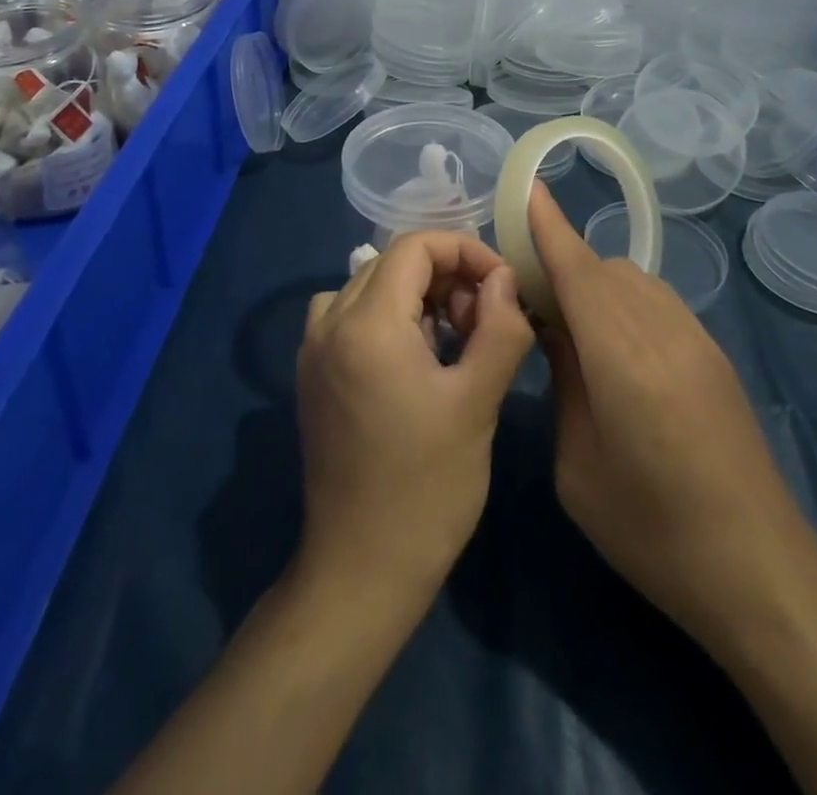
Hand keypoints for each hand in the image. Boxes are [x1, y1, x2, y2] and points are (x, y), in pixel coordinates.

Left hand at [296, 232, 533, 604]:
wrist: (361, 570)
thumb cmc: (427, 487)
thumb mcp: (477, 401)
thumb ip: (500, 326)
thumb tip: (504, 279)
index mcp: (366, 323)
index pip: (415, 246)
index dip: (465, 251)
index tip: (501, 285)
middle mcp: (329, 324)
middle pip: (392, 263)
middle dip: (446, 277)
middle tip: (482, 321)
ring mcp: (312, 350)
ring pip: (371, 286)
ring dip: (418, 297)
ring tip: (454, 340)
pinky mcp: (312, 375)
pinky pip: (351, 317)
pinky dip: (389, 318)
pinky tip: (416, 361)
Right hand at [527, 185, 816, 654]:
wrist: (759, 571)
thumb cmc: (652, 532)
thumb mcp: (579, 467)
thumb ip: (565, 383)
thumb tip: (556, 332)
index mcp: (624, 360)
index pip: (580, 273)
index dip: (552, 228)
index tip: (531, 189)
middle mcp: (664, 333)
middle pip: (606, 270)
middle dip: (566, 265)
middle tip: (531, 299)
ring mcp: (698, 341)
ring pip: (636, 280)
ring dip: (598, 284)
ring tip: (573, 326)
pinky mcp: (716, 357)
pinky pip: (660, 302)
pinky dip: (627, 301)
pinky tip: (617, 347)